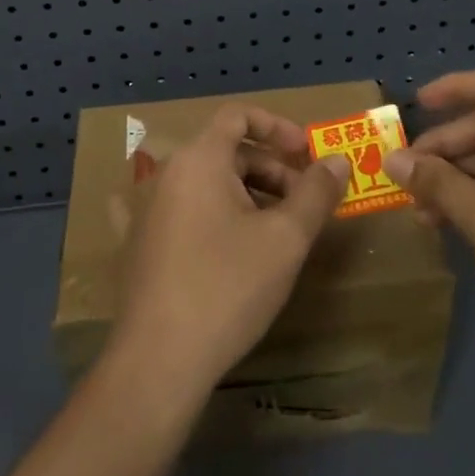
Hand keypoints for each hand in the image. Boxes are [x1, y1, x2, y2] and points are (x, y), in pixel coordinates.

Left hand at [108, 105, 351, 402]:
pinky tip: (216, 235)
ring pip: (205, 182)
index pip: (238, 115)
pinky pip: (178, 211)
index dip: (278, 127)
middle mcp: (167, 173)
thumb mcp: (285, 239)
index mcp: (199, 159)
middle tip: (304, 204)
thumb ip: (316, 192)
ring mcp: (146, 208)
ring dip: (245, 194)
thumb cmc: (227, 287)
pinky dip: (206, 214)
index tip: (307, 155)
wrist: (158, 360)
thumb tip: (337, 160)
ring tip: (275, 232)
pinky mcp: (137, 242)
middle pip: (226, 151)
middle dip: (270, 169)